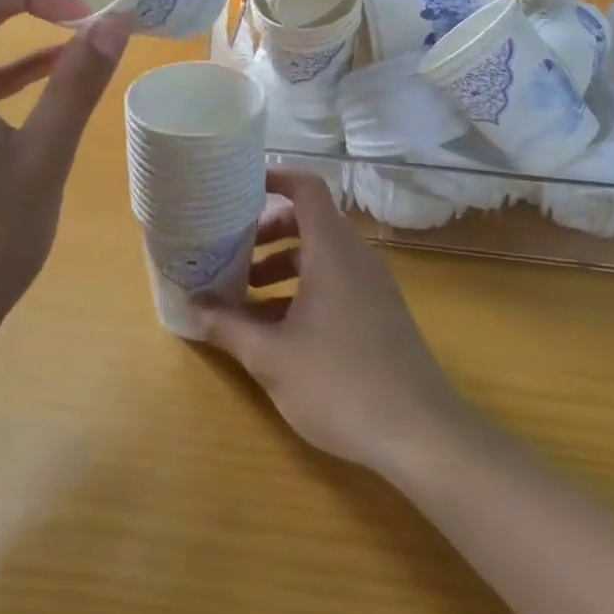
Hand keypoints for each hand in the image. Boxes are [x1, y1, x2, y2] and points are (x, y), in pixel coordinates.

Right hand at [193, 169, 468, 475]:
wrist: (421, 435)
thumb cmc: (339, 384)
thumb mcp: (271, 357)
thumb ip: (228, 326)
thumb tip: (191, 305)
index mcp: (331, 251)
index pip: (307, 188)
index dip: (275, 178)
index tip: (239, 187)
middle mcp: (355, 257)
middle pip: (309, 221)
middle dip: (267, 230)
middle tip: (231, 250)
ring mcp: (372, 284)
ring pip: (321, 254)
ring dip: (283, 264)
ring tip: (245, 294)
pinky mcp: (381, 311)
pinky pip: (336, 279)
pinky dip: (304, 287)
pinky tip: (278, 328)